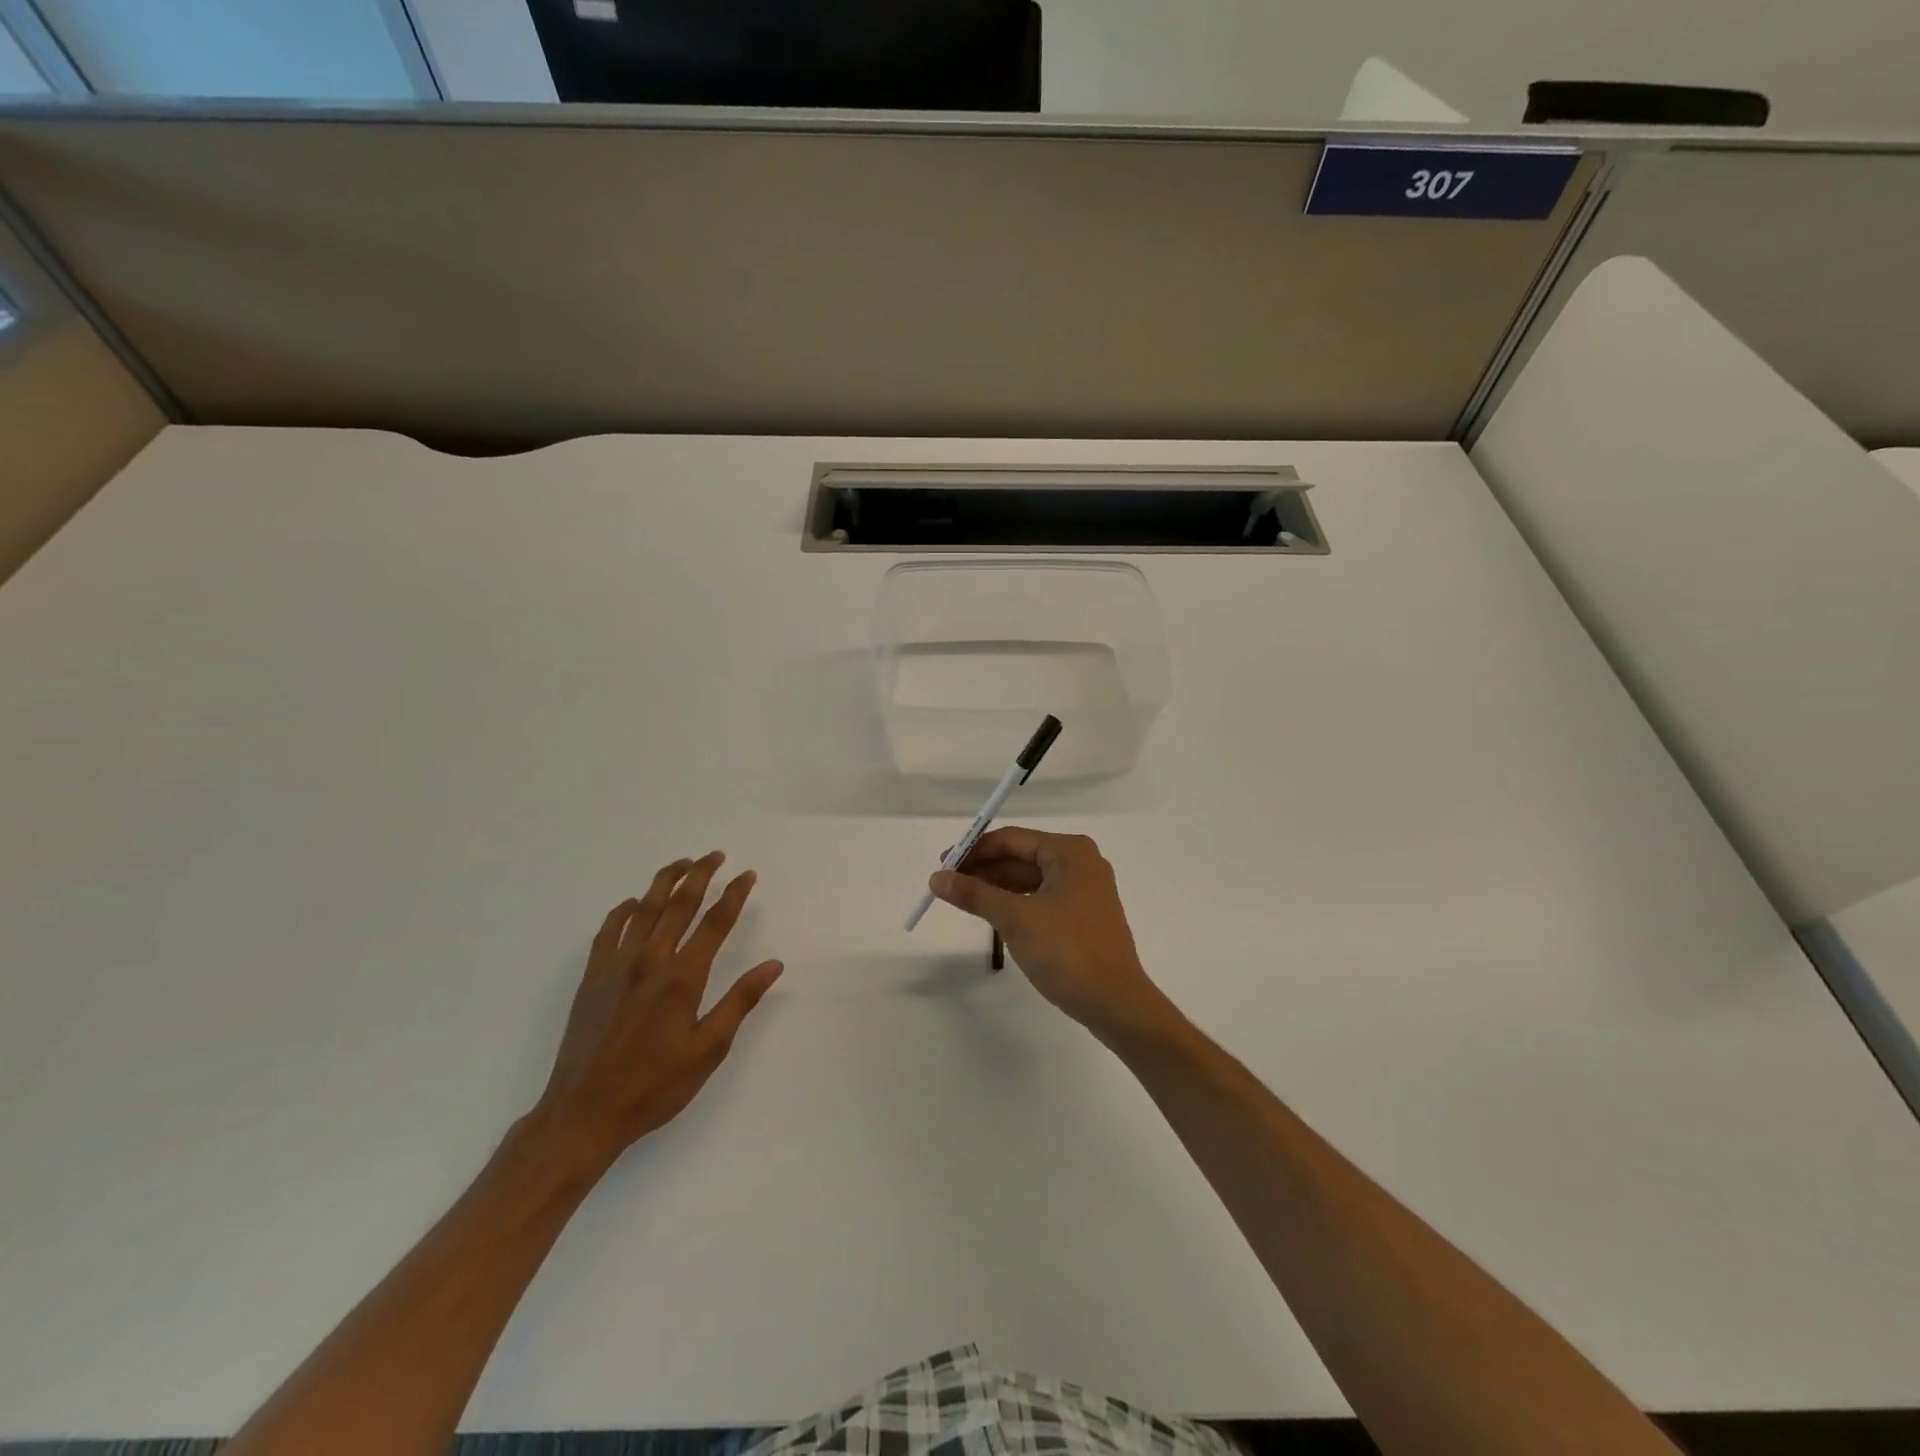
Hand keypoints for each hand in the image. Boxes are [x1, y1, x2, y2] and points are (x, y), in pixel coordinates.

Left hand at [531, 852, 782, 1169]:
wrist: (584, 1113)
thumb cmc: (654, 1086)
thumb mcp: (708, 1049)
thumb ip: (740, 1001)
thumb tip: (773, 965)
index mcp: (682, 978)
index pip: (715, 923)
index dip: (734, 895)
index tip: (747, 875)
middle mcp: (650, 961)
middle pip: (678, 905)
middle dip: (700, 875)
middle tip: (715, 855)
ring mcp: (616, 967)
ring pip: (643, 909)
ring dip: (664, 882)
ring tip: (681, 863)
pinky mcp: (592, 979)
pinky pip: (608, 932)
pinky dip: (621, 911)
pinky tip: (631, 903)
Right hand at [929, 828, 1169, 1042]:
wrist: (1116, 1003)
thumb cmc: (1067, 952)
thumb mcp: (1015, 919)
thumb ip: (975, 894)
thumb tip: (937, 877)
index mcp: (1070, 851)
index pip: (1011, 839)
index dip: (973, 851)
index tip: (942, 866)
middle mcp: (1080, 862)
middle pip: (1021, 856)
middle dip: (983, 869)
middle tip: (946, 885)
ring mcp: (1085, 889)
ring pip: (1030, 878)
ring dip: (997, 886)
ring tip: (962, 899)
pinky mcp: (1083, 914)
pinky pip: (1041, 897)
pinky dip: (1015, 902)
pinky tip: (992, 914)